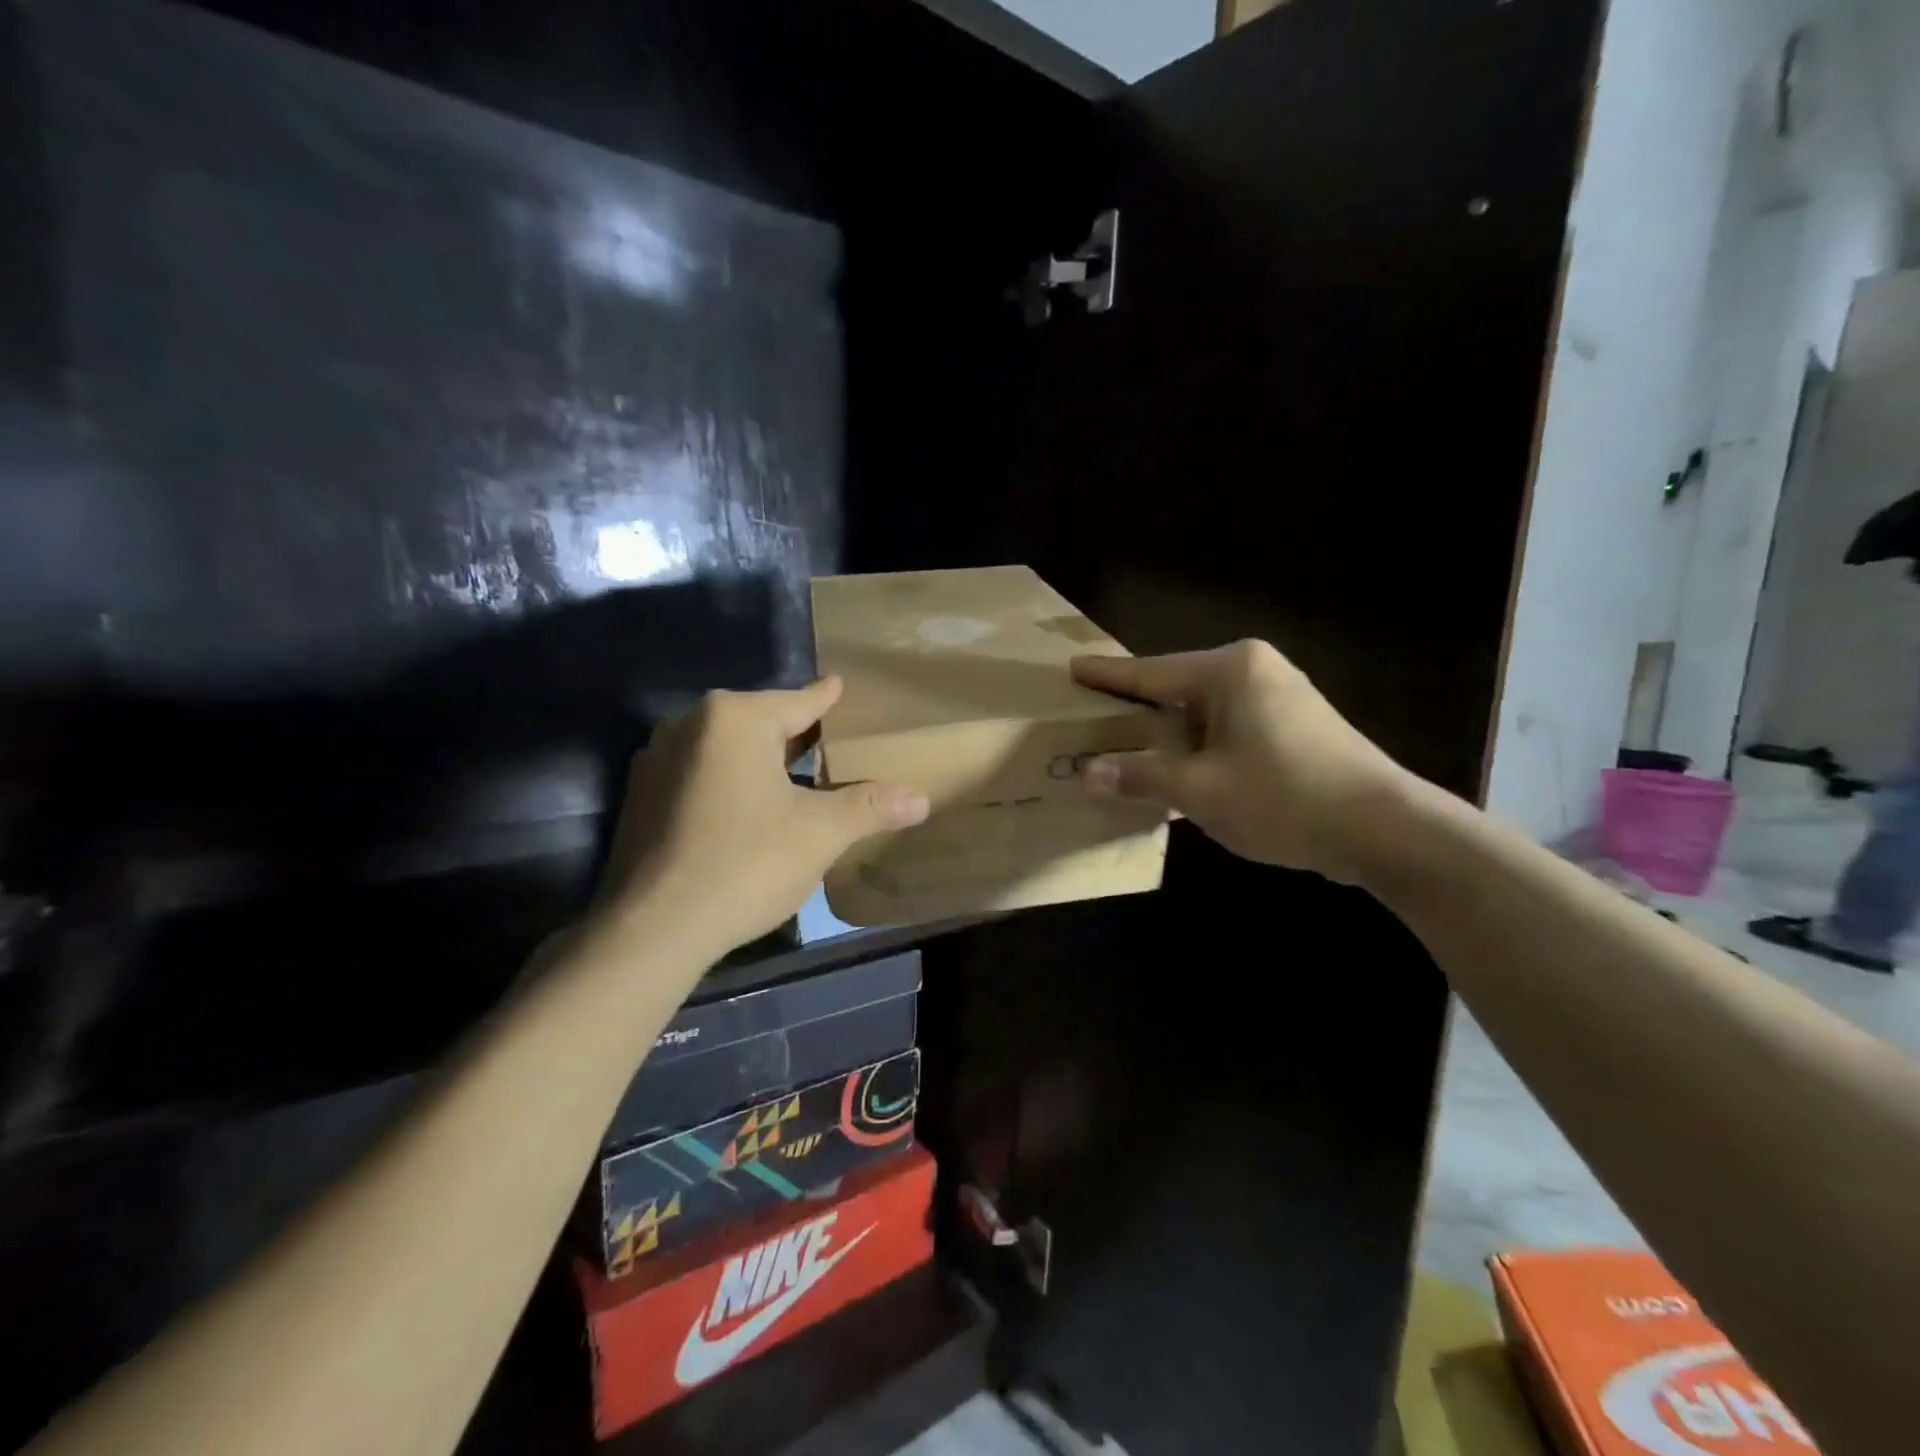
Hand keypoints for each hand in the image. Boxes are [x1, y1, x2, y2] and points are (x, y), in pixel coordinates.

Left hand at [595, 679, 928, 957]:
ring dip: (758, 758)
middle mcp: (689, 724)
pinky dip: (727, 780)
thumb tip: (921, 799)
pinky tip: (744, 806)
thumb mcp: (820, 833)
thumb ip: (870, 808)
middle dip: (793, 731)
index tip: (839, 685)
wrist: (654, 928)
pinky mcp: (641, 796)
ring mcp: (657, 759)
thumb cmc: (746, 863)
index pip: (798, 702)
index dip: (826, 698)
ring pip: (725, 747)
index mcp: (735, 719)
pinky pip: (699, 773)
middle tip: (826, 739)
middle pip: (759, 721)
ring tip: (789, 772)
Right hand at [1070, 641, 1412, 884]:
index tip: (1074, 668)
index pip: (1151, 672)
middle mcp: (1254, 671)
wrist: (1386, 829)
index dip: (1109, 677)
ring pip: (1204, 713)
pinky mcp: (1296, 725)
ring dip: (1171, 738)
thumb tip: (1087, 773)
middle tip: (1096, 721)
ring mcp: (1280, 696)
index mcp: (1229, 671)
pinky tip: (1184, 774)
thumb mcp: (1201, 790)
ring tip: (1131, 754)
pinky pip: (1229, 729)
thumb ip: (1141, 777)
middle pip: (1178, 690)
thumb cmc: (1284, 797)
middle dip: (1139, 712)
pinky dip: (1202, 749)